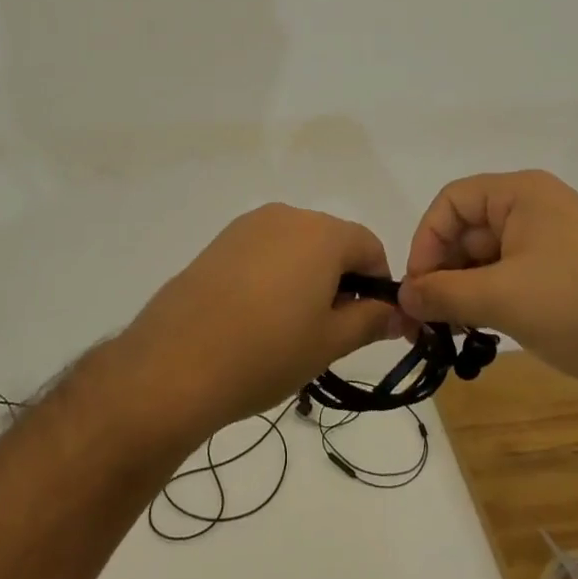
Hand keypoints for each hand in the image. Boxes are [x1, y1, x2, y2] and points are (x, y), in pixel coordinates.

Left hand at [120, 203, 400, 433]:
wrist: (176, 361)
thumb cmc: (267, 351)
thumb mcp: (330, 342)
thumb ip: (371, 320)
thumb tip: (401, 313)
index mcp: (322, 233)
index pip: (370, 246)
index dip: (378, 284)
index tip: (369, 323)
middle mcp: (287, 216)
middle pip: (332, 241)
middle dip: (341, 280)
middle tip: (328, 332)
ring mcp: (248, 226)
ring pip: (297, 246)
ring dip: (306, 277)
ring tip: (289, 328)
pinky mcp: (220, 242)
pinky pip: (264, 250)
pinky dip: (273, 275)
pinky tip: (255, 317)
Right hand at [398, 170, 577, 397]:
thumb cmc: (577, 309)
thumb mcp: (500, 299)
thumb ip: (443, 293)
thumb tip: (403, 297)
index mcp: (521, 193)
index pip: (452, 202)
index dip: (426, 241)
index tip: (417, 289)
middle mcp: (536, 206)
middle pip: (469, 229)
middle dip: (444, 271)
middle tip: (427, 319)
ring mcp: (554, 239)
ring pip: (489, 256)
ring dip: (466, 289)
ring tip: (455, 329)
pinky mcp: (566, 270)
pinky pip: (512, 273)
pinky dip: (492, 297)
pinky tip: (485, 329)